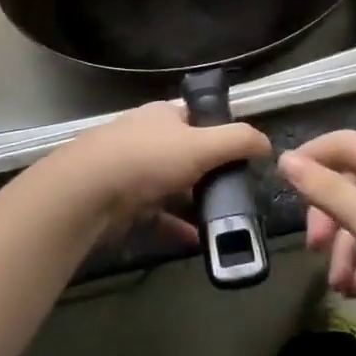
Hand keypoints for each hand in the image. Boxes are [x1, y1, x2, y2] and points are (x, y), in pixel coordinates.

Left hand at [41, 102, 272, 243]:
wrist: (88, 192)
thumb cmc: (149, 159)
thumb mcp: (203, 144)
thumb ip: (238, 141)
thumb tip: (266, 143)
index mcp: (164, 114)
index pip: (199, 117)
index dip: (222, 132)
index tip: (244, 156)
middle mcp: (148, 137)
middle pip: (187, 152)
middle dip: (211, 172)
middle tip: (238, 193)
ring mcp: (132, 170)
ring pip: (173, 185)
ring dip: (195, 202)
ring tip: (224, 220)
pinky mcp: (123, 202)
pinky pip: (158, 215)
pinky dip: (177, 226)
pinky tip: (197, 241)